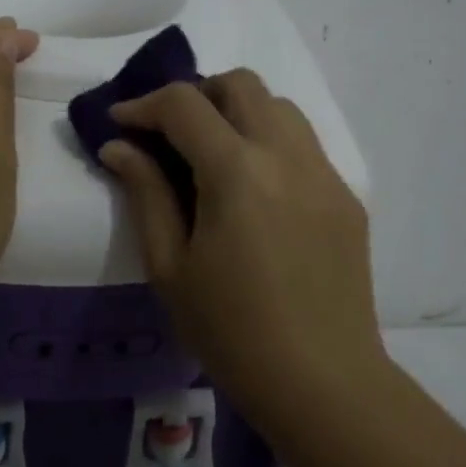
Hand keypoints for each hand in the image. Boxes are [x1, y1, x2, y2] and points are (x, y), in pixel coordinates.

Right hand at [100, 69, 380, 417]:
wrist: (324, 383)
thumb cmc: (232, 332)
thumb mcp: (170, 267)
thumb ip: (145, 194)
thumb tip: (119, 146)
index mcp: (237, 170)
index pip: (184, 104)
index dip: (144, 104)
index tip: (120, 122)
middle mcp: (286, 154)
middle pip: (241, 83)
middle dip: (197, 94)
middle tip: (170, 132)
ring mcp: (324, 172)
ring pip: (279, 106)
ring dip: (239, 111)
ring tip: (214, 153)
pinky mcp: (346, 195)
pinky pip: (304, 144)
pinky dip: (270, 142)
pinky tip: (256, 189)